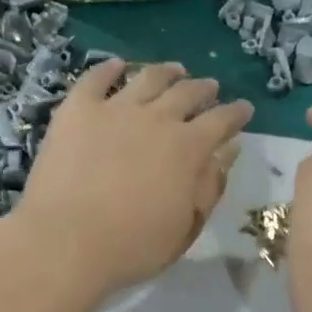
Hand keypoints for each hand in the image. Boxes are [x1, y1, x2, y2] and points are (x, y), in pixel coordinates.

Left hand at [17, 59, 252, 299]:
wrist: (66, 241)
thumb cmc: (133, 246)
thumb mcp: (186, 226)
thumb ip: (210, 186)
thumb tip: (228, 152)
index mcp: (189, 148)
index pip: (222, 121)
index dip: (236, 113)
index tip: (244, 109)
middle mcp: (157, 118)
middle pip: (187, 93)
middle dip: (204, 89)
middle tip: (210, 87)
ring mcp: (115, 109)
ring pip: (147, 78)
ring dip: (166, 72)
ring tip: (174, 69)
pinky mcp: (77, 110)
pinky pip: (95, 79)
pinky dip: (108, 69)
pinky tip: (116, 65)